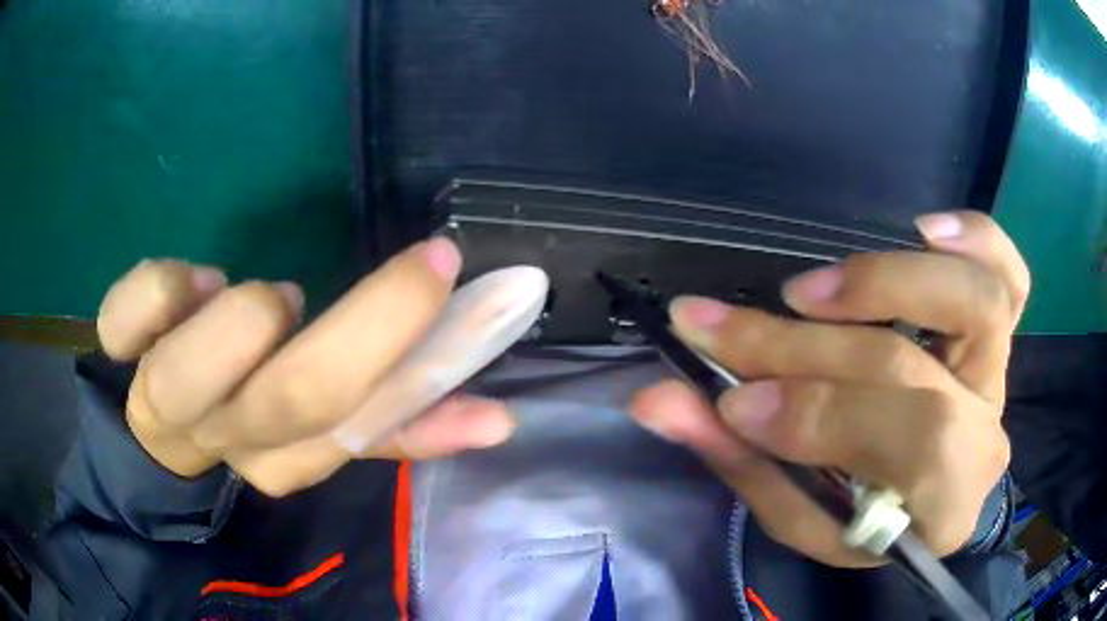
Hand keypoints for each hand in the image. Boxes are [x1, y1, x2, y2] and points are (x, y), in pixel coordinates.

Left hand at [97, 239, 515, 495]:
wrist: (151, 432)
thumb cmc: (244, 418)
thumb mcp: (322, 431)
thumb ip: (399, 420)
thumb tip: (495, 419)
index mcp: (284, 459)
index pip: (354, 432)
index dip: (413, 375)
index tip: (456, 290)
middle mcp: (224, 436)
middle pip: (289, 401)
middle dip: (366, 326)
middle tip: (423, 265)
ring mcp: (161, 397)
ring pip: (189, 376)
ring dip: (240, 325)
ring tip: (273, 298)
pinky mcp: (119, 353)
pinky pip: (125, 319)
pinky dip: (160, 292)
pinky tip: (193, 283)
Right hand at [629, 211, 1028, 566]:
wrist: (929, 502)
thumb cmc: (866, 522)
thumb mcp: (802, 516)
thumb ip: (741, 460)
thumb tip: (659, 400)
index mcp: (944, 505)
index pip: (903, 445)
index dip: (816, 414)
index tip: (732, 400)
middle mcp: (985, 432)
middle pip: (910, 370)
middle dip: (804, 350)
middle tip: (718, 328)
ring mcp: (998, 373)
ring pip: (976, 300)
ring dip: (885, 282)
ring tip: (806, 292)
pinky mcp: (999, 334)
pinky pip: (1009, 273)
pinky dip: (976, 237)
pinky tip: (924, 228)